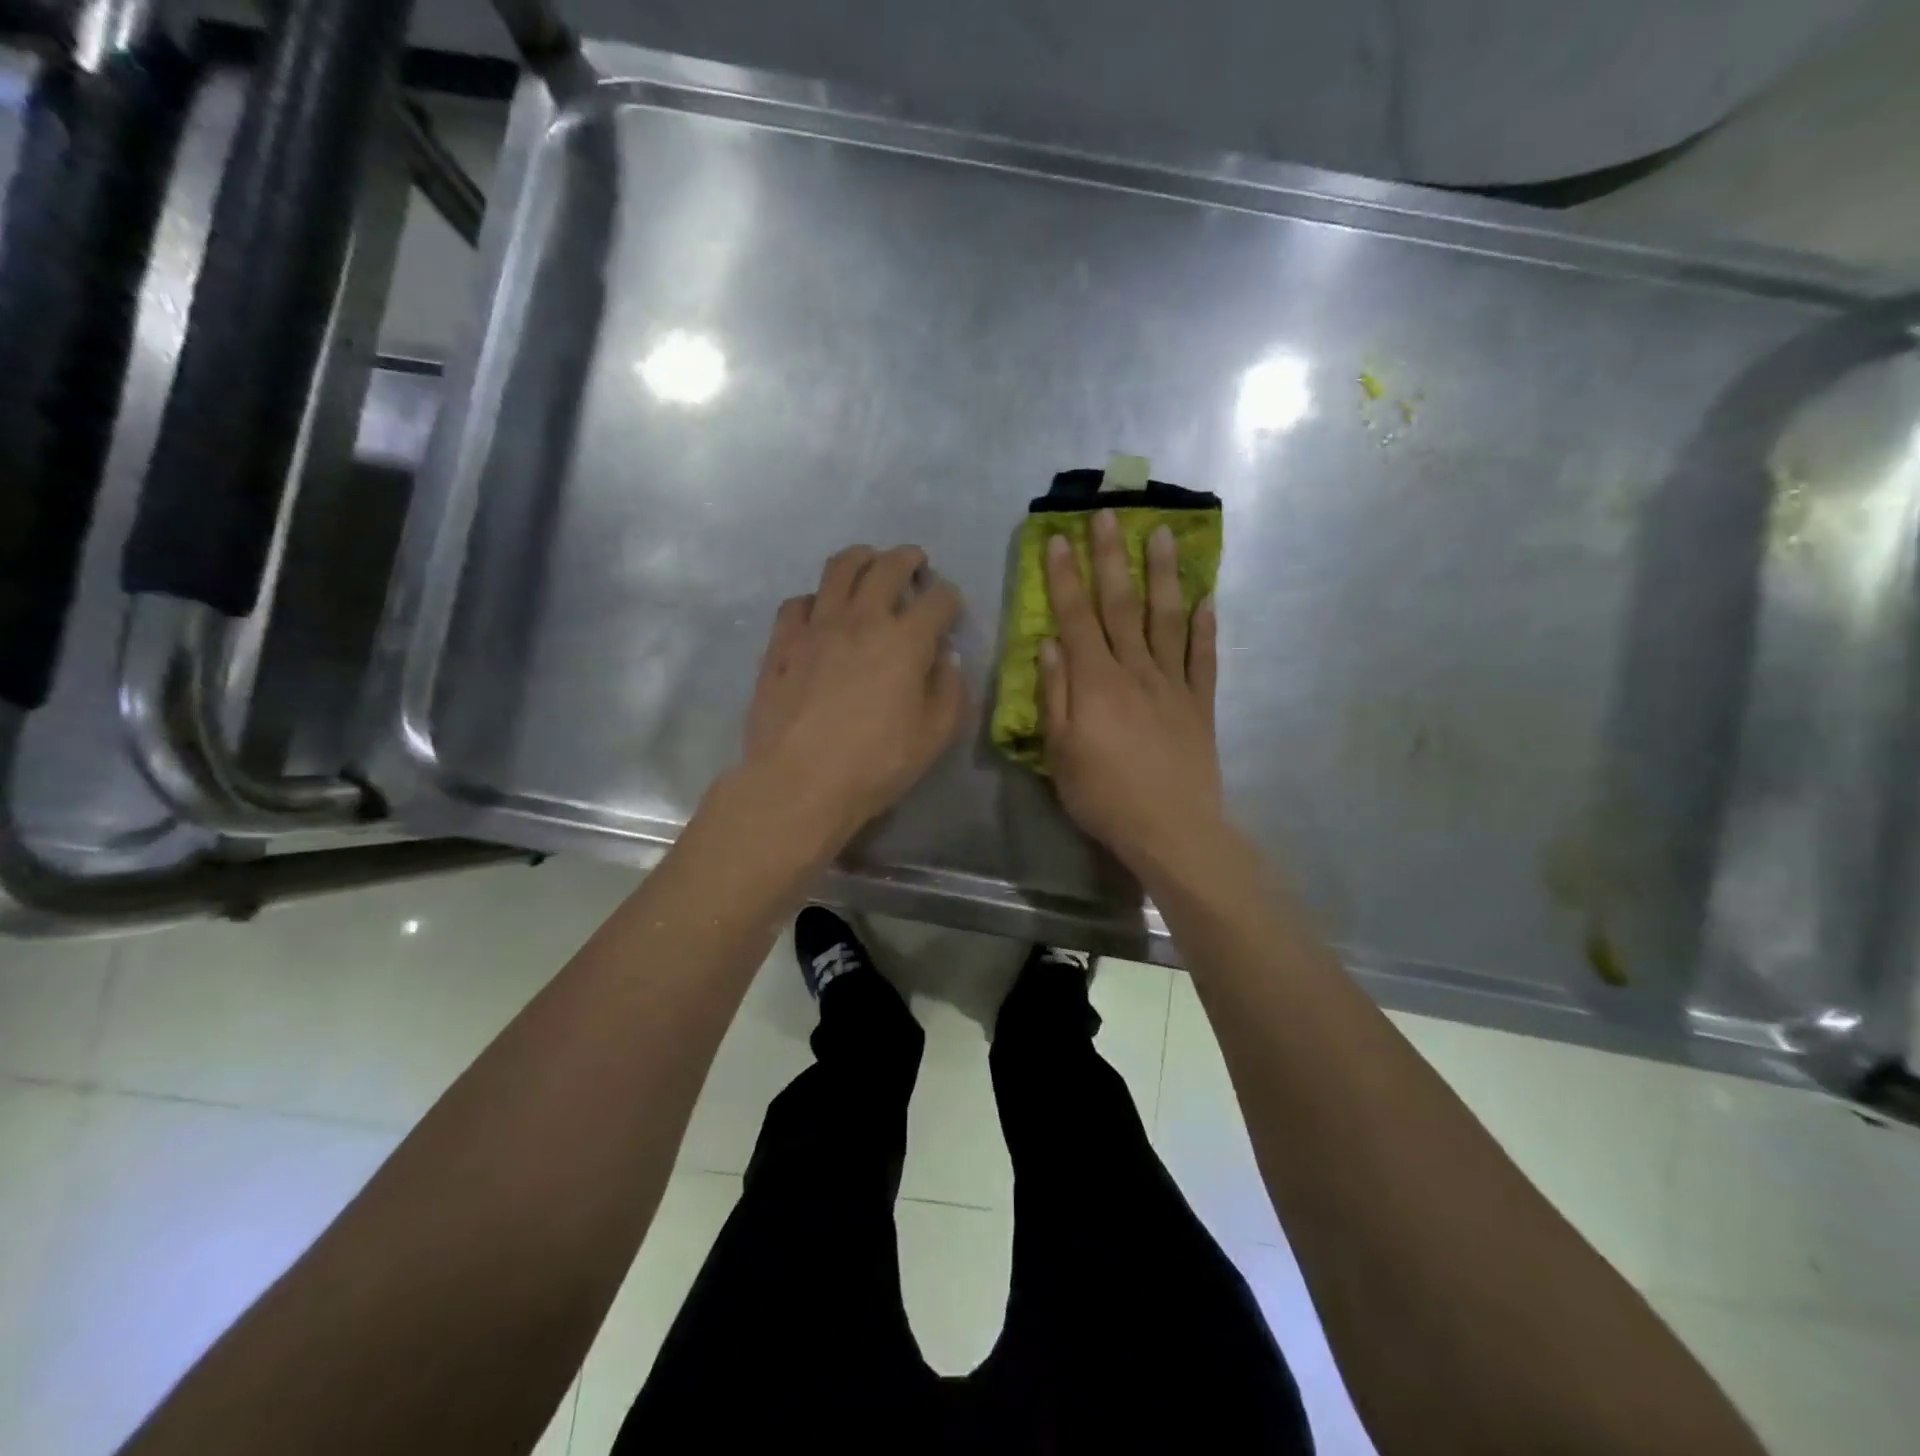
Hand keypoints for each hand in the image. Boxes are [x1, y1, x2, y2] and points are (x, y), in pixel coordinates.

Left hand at [740, 544, 966, 847]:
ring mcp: (816, 627)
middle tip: (914, 562)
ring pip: (838, 570)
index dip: (949, 599)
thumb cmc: (875, 765)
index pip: (938, 600)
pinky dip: (815, 599)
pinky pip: (798, 603)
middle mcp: (862, 620)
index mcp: (905, 641)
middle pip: (887, 567)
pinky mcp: (782, 644)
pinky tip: (819, 612)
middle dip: (907, 558)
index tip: (949, 608)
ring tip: (868, 562)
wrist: (798, 784)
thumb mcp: (934, 737)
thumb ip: (949, 691)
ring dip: (860, 558)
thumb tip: (944, 659)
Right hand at [1040, 509, 1222, 873]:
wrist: (1171, 829)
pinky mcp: (1200, 704)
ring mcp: (1173, 684)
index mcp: (1096, 682)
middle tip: (1108, 514)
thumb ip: (1054, 695)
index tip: (1057, 538)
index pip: (1076, 616)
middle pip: (1121, 604)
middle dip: (1111, 556)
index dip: (1064, 576)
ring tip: (1163, 534)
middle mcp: (1135, 670)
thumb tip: (1049, 645)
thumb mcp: (1060, 752)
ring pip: (1166, 618)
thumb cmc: (1103, 795)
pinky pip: (1203, 657)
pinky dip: (1205, 626)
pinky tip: (1207, 598)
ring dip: (1163, 574)